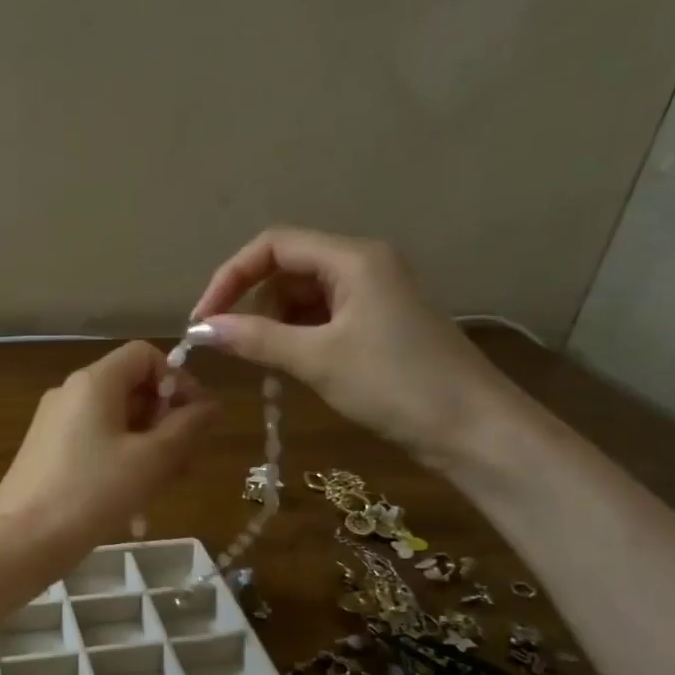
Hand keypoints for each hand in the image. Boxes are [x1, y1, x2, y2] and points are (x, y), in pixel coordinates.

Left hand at [0, 342, 216, 571]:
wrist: (21, 541)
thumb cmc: (91, 493)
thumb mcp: (150, 461)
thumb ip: (186, 428)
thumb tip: (211, 406)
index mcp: (94, 382)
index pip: (145, 355)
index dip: (178, 379)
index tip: (196, 419)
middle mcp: (71, 393)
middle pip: (131, 388)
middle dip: (167, 420)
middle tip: (189, 462)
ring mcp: (55, 424)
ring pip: (116, 421)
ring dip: (149, 445)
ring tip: (169, 485)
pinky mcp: (48, 453)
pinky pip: (96, 443)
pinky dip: (122, 459)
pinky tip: (136, 497)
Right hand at [191, 227, 515, 461]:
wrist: (473, 429)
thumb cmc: (395, 385)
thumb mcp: (317, 360)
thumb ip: (255, 339)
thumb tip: (201, 330)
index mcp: (353, 257)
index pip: (273, 245)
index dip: (230, 277)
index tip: (203, 320)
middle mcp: (364, 264)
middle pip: (287, 268)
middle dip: (252, 303)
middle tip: (233, 348)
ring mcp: (375, 293)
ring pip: (303, 296)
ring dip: (274, 325)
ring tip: (265, 364)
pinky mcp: (380, 322)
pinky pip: (324, 317)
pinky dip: (298, 337)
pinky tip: (292, 366)